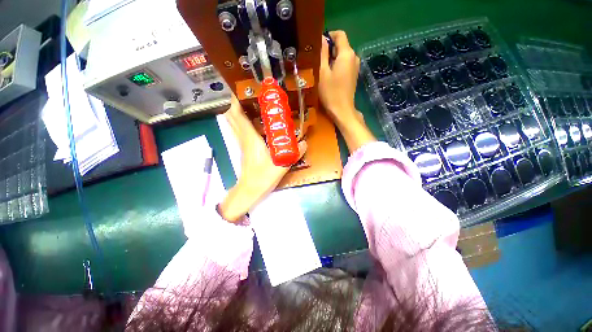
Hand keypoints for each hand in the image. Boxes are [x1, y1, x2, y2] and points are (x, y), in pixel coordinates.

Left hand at [219, 95, 306, 222]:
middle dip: (235, 103)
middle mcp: (243, 138)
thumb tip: (304, 143)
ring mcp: (242, 144)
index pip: (237, 116)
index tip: (239, 88)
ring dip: (237, 112)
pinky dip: (241, 122)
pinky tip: (251, 122)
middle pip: (232, 117)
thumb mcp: (281, 165)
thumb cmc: (262, 177)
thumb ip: (293, 153)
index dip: (235, 101)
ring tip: (248, 103)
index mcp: (250, 139)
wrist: (250, 190)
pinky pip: (239, 131)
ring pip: (234, 124)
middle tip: (247, 94)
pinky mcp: (244, 149)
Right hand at [319, 30, 375, 151]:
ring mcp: (355, 67)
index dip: (329, 35)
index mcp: (347, 54)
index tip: (318, 44)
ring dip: (332, 58)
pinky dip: (337, 65)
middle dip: (329, 49)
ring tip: (321, 68)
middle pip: (342, 45)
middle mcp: (354, 57)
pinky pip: (345, 64)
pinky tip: (329, 75)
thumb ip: (322, 53)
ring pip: (342, 55)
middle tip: (316, 58)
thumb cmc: (330, 92)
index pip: (340, 34)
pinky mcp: (353, 75)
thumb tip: (322, 39)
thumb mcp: (322, 72)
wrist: (342, 110)